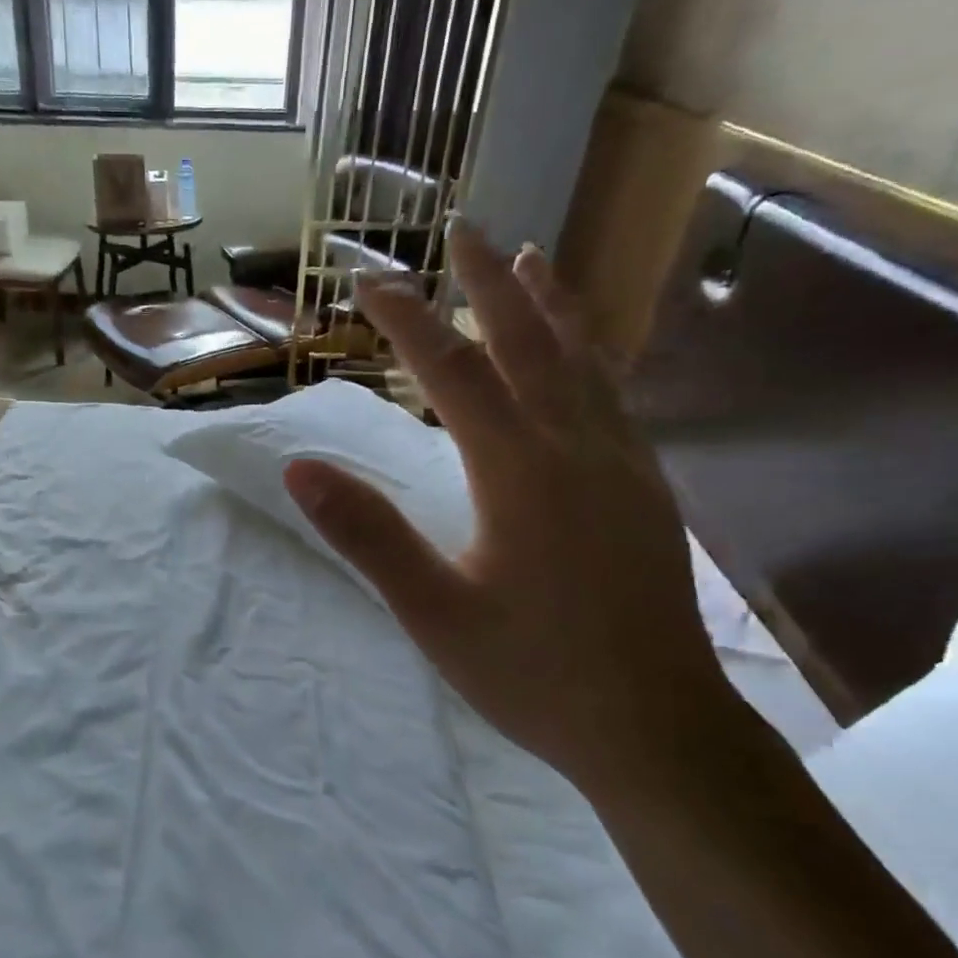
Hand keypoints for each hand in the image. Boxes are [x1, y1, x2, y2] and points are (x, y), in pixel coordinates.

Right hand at [282, 216, 731, 789]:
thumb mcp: (432, 613)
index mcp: (519, 472)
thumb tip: (301, 470)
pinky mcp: (646, 489)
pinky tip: (583, 355)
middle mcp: (577, 448)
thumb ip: (368, 536)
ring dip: (549, 304)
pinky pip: (612, 396)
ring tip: (531, 259)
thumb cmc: (532, 673)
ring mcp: (622, 465)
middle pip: (528, 343)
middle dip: (487, 284)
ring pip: (584, 360)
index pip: (452, 373)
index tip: (369, 282)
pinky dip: (589, 353)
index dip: (407, 322)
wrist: (656, 728)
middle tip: (463, 230)